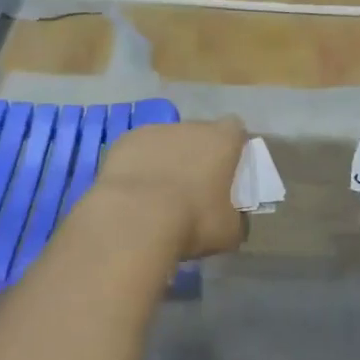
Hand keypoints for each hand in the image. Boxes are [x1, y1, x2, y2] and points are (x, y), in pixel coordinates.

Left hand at [96, 117, 246, 260]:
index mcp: (221, 141)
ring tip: (160, 192)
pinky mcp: (124, 141)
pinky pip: (139, 150)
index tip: (229, 168)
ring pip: (167, 141)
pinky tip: (135, 191)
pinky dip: (139, 164)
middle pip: (199, 134)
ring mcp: (154, 131)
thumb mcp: (228, 231)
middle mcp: (190, 127)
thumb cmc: (192, 221)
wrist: (134, 220)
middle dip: (198, 153)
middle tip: (195, 185)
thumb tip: (231, 219)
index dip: (233, 146)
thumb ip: (235, 217)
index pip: (235, 129)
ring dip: (168, 158)